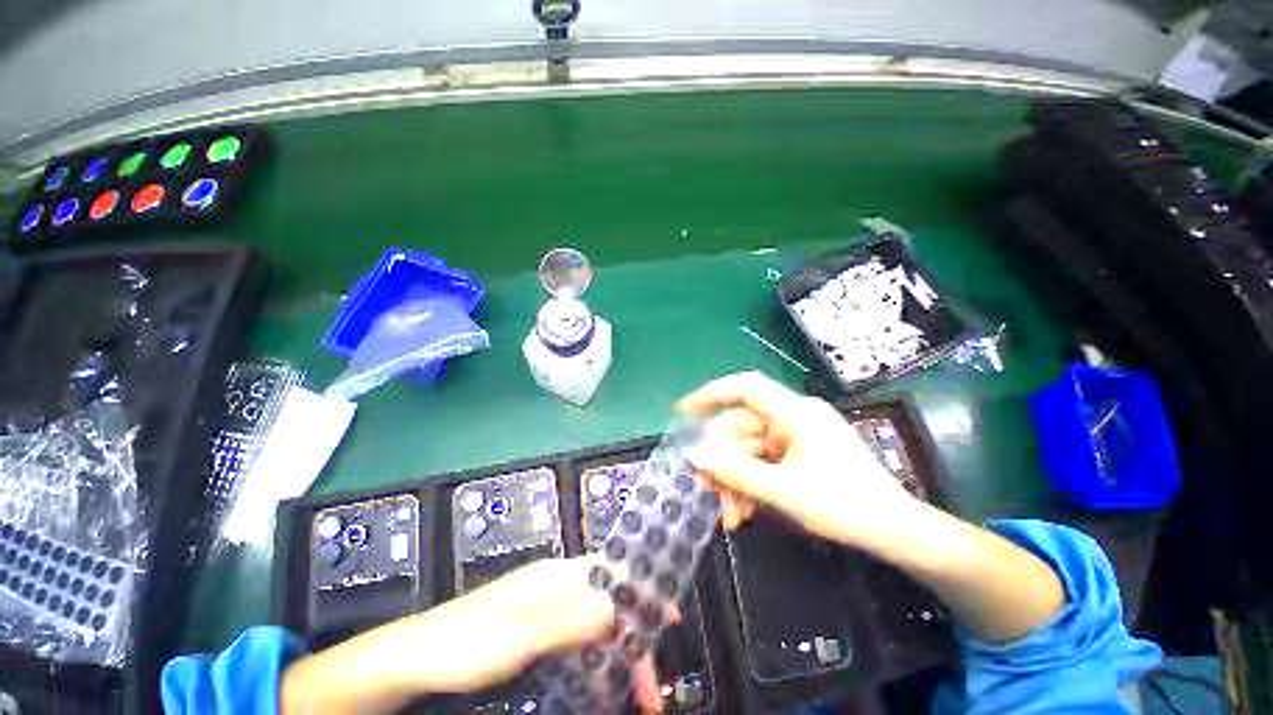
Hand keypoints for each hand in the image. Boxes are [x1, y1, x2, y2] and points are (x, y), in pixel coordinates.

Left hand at [283, 557, 666, 713]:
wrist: (413, 662)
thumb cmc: (466, 644)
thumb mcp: (520, 635)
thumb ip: (570, 621)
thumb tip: (619, 610)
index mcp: (556, 576)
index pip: (612, 570)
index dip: (642, 590)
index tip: (669, 620)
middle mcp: (557, 588)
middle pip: (609, 604)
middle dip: (635, 641)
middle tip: (651, 690)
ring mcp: (547, 614)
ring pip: (598, 629)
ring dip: (619, 661)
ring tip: (636, 699)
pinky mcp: (538, 638)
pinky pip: (581, 649)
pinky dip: (598, 668)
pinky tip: (603, 691)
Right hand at [679, 371, 921, 550]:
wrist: (898, 534)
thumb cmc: (846, 508)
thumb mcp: (784, 492)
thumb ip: (735, 471)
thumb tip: (694, 453)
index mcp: (796, 414)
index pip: (745, 388)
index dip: (710, 394)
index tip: (683, 412)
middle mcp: (794, 417)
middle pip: (742, 428)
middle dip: (722, 461)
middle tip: (705, 490)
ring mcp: (797, 436)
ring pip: (749, 450)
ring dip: (735, 480)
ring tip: (729, 515)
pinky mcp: (800, 453)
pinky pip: (763, 461)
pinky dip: (751, 484)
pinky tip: (744, 512)